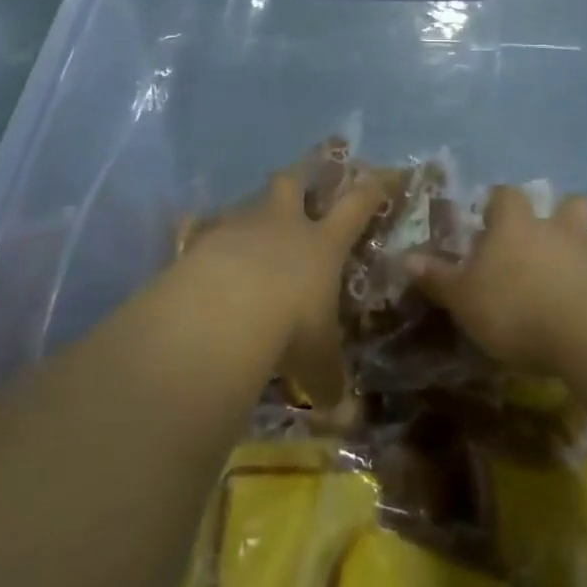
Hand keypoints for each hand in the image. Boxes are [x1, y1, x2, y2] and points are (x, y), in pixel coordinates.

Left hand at [175, 169, 387, 402]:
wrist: (222, 311)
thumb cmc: (288, 328)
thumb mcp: (317, 362)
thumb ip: (329, 381)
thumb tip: (343, 414)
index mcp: (322, 244)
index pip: (357, 205)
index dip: (374, 187)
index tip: (385, 173)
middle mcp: (283, 225)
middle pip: (294, 182)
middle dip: (302, 174)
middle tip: (303, 176)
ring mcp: (239, 227)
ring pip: (249, 203)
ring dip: (253, 210)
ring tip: (251, 222)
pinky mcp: (201, 240)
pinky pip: (204, 230)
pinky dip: (207, 238)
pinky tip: (201, 249)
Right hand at [407, 186, 586, 373]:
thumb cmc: (516, 308)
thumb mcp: (465, 299)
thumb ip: (438, 278)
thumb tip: (406, 257)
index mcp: (515, 225)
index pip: (505, 196)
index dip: (496, 203)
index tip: (489, 217)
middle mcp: (557, 228)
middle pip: (566, 203)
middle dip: (558, 213)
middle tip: (543, 237)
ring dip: (586, 243)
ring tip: (574, 268)